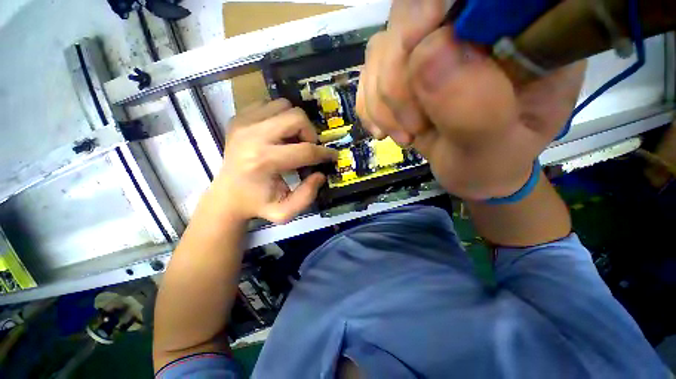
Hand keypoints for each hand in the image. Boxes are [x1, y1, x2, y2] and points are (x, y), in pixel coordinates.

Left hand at [208, 99, 336, 223]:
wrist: (226, 195)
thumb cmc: (257, 204)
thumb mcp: (285, 212)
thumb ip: (307, 196)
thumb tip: (320, 174)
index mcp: (264, 161)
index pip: (305, 150)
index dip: (325, 153)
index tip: (333, 156)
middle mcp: (252, 136)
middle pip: (296, 117)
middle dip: (310, 133)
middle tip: (308, 147)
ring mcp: (243, 123)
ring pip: (284, 106)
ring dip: (295, 122)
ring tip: (292, 140)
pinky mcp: (238, 118)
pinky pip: (268, 104)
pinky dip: (279, 116)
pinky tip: (277, 133)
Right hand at [357, 0, 585, 200]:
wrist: (470, 171)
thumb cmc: (491, 164)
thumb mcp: (494, 149)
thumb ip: (476, 108)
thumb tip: (429, 52)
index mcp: (518, 33)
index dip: (428, 8)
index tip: (410, 49)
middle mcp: (469, 28)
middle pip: (408, 18)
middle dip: (398, 83)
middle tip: (414, 129)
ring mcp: (429, 47)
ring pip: (380, 50)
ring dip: (383, 103)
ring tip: (407, 135)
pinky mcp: (401, 71)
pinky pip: (367, 76)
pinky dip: (370, 108)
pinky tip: (385, 131)